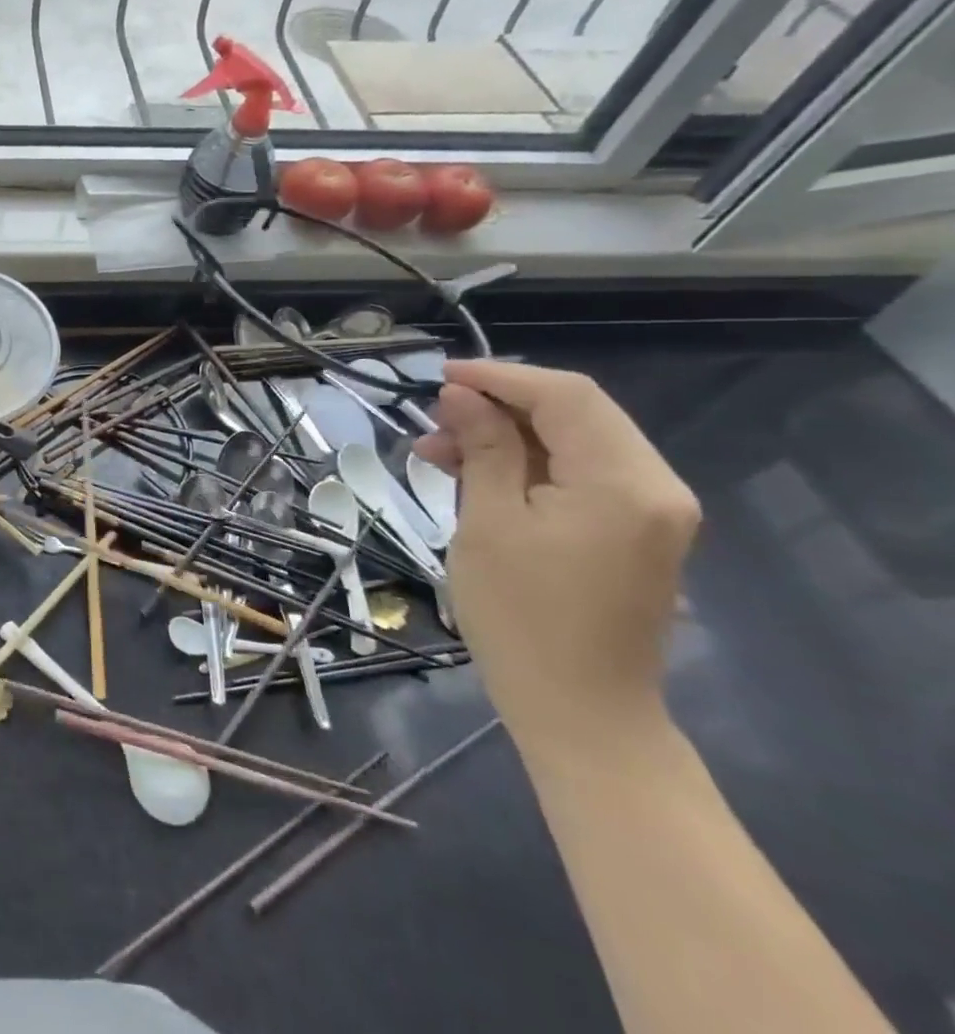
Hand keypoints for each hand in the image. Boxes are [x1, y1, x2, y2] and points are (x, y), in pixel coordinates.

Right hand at [415, 361, 699, 756]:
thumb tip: (462, 395)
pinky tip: (477, 478)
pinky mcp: (636, 533)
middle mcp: (656, 487)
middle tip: (434, 421)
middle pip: (576, 414)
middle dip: (500, 406)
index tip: (439, 378)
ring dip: (508, 437)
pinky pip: (582, 476)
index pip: (566, 396)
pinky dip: (529, 466)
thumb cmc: (522, 617)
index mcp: (624, 482)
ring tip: (439, 453)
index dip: (500, 377)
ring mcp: (652, 512)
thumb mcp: (488, 522)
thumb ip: (484, 448)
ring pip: (575, 443)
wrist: (581, 714)